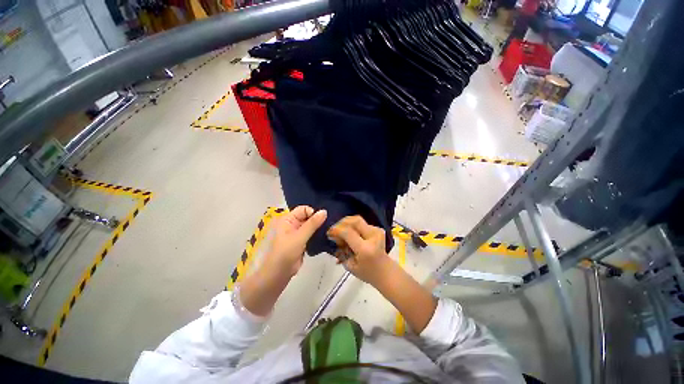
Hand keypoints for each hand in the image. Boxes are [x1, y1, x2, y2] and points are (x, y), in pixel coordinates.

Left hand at [263, 206, 326, 277]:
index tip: (322, 220)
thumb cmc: (286, 252)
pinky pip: (311, 234)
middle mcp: (292, 224)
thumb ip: (312, 224)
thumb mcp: (299, 236)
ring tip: (329, 229)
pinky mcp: (302, 241)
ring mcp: (297, 233)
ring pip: (311, 225)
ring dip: (318, 227)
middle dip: (317, 219)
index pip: (303, 209)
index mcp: (288, 219)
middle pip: (308, 216)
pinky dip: (317, 234)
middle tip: (329, 223)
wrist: (279, 274)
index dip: (313, 213)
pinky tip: (325, 235)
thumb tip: (324, 211)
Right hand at [326, 215, 389, 284]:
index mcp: (365, 249)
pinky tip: (351, 234)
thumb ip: (341, 250)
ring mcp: (377, 231)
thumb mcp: (349, 265)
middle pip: (355, 221)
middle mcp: (373, 237)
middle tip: (335, 229)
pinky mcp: (378, 229)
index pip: (348, 232)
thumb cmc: (366, 272)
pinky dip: (354, 227)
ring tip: (342, 232)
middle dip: (342, 222)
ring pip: (358, 220)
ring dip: (347, 224)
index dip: (336, 230)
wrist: (385, 271)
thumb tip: (333, 237)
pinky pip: (362, 224)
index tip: (329, 233)